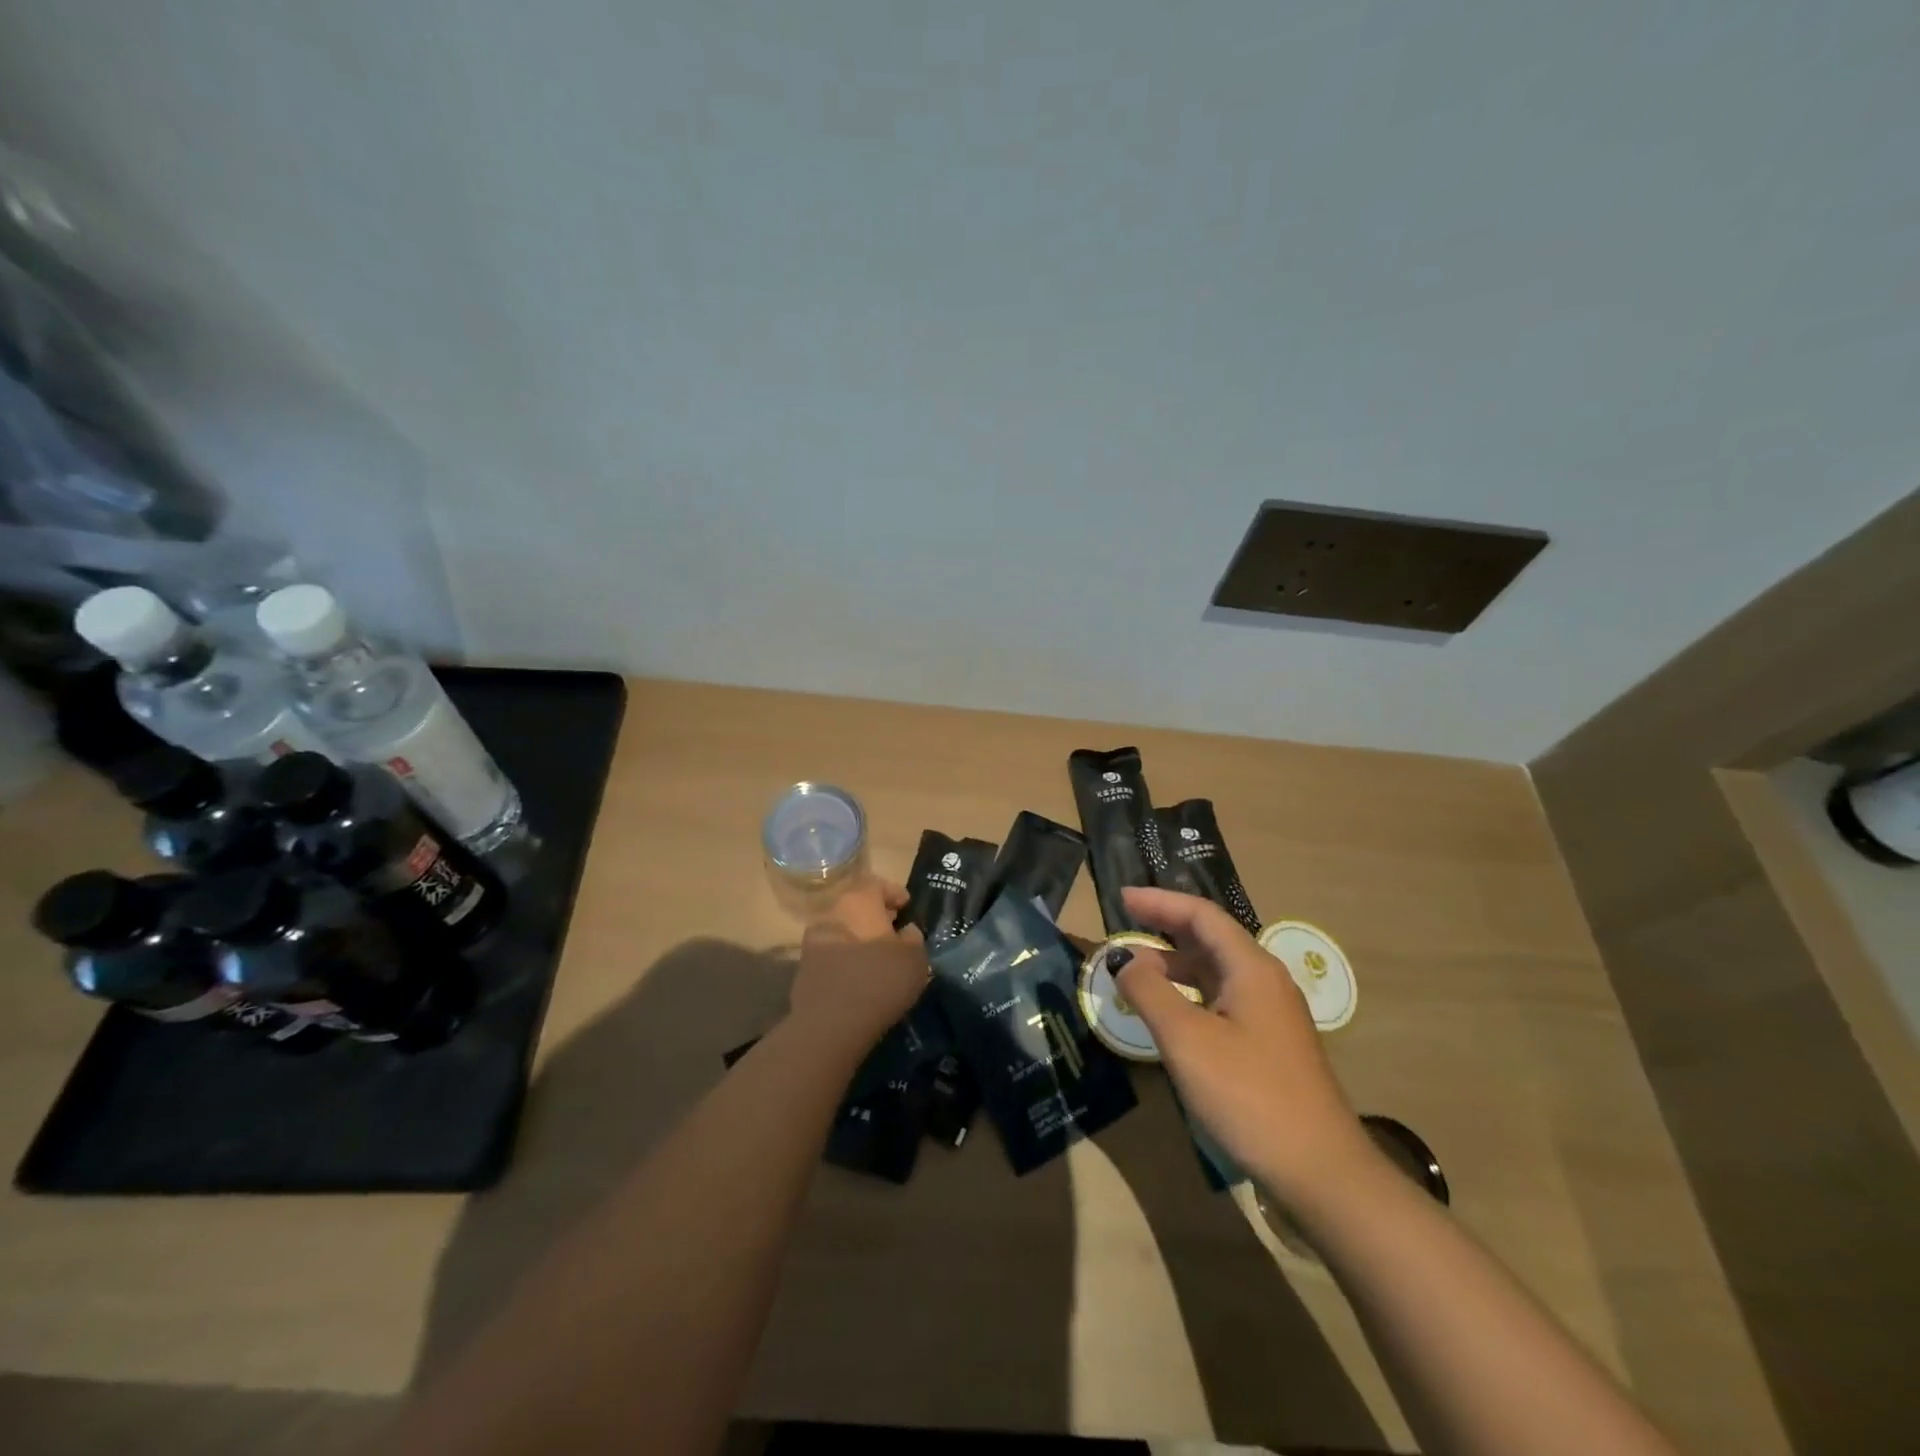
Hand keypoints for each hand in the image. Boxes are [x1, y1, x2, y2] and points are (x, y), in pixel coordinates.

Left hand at [787, 878, 928, 1057]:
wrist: (830, 1023)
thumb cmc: (880, 980)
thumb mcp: (915, 958)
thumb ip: (913, 938)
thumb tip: (906, 932)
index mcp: (858, 901)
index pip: (876, 884)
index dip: (894, 893)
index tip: (907, 906)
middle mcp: (831, 912)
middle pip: (856, 906)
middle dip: (875, 916)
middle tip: (893, 931)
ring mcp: (813, 940)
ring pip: (841, 930)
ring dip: (858, 938)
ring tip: (876, 957)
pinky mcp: (804, 968)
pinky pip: (831, 955)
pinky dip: (845, 959)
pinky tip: (858, 976)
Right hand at [1111, 886, 1375, 1206]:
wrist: (1322, 1173)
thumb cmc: (1250, 1096)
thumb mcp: (1187, 1040)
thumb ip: (1150, 992)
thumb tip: (1126, 960)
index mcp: (1251, 968)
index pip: (1201, 915)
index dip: (1160, 902)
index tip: (1121, 898)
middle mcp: (1265, 981)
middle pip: (1211, 938)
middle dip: (1166, 927)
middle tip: (1124, 923)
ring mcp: (1271, 1015)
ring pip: (1216, 971)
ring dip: (1176, 962)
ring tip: (1136, 968)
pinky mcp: (1269, 1045)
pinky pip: (1222, 1000)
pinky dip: (1189, 993)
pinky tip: (1170, 1012)